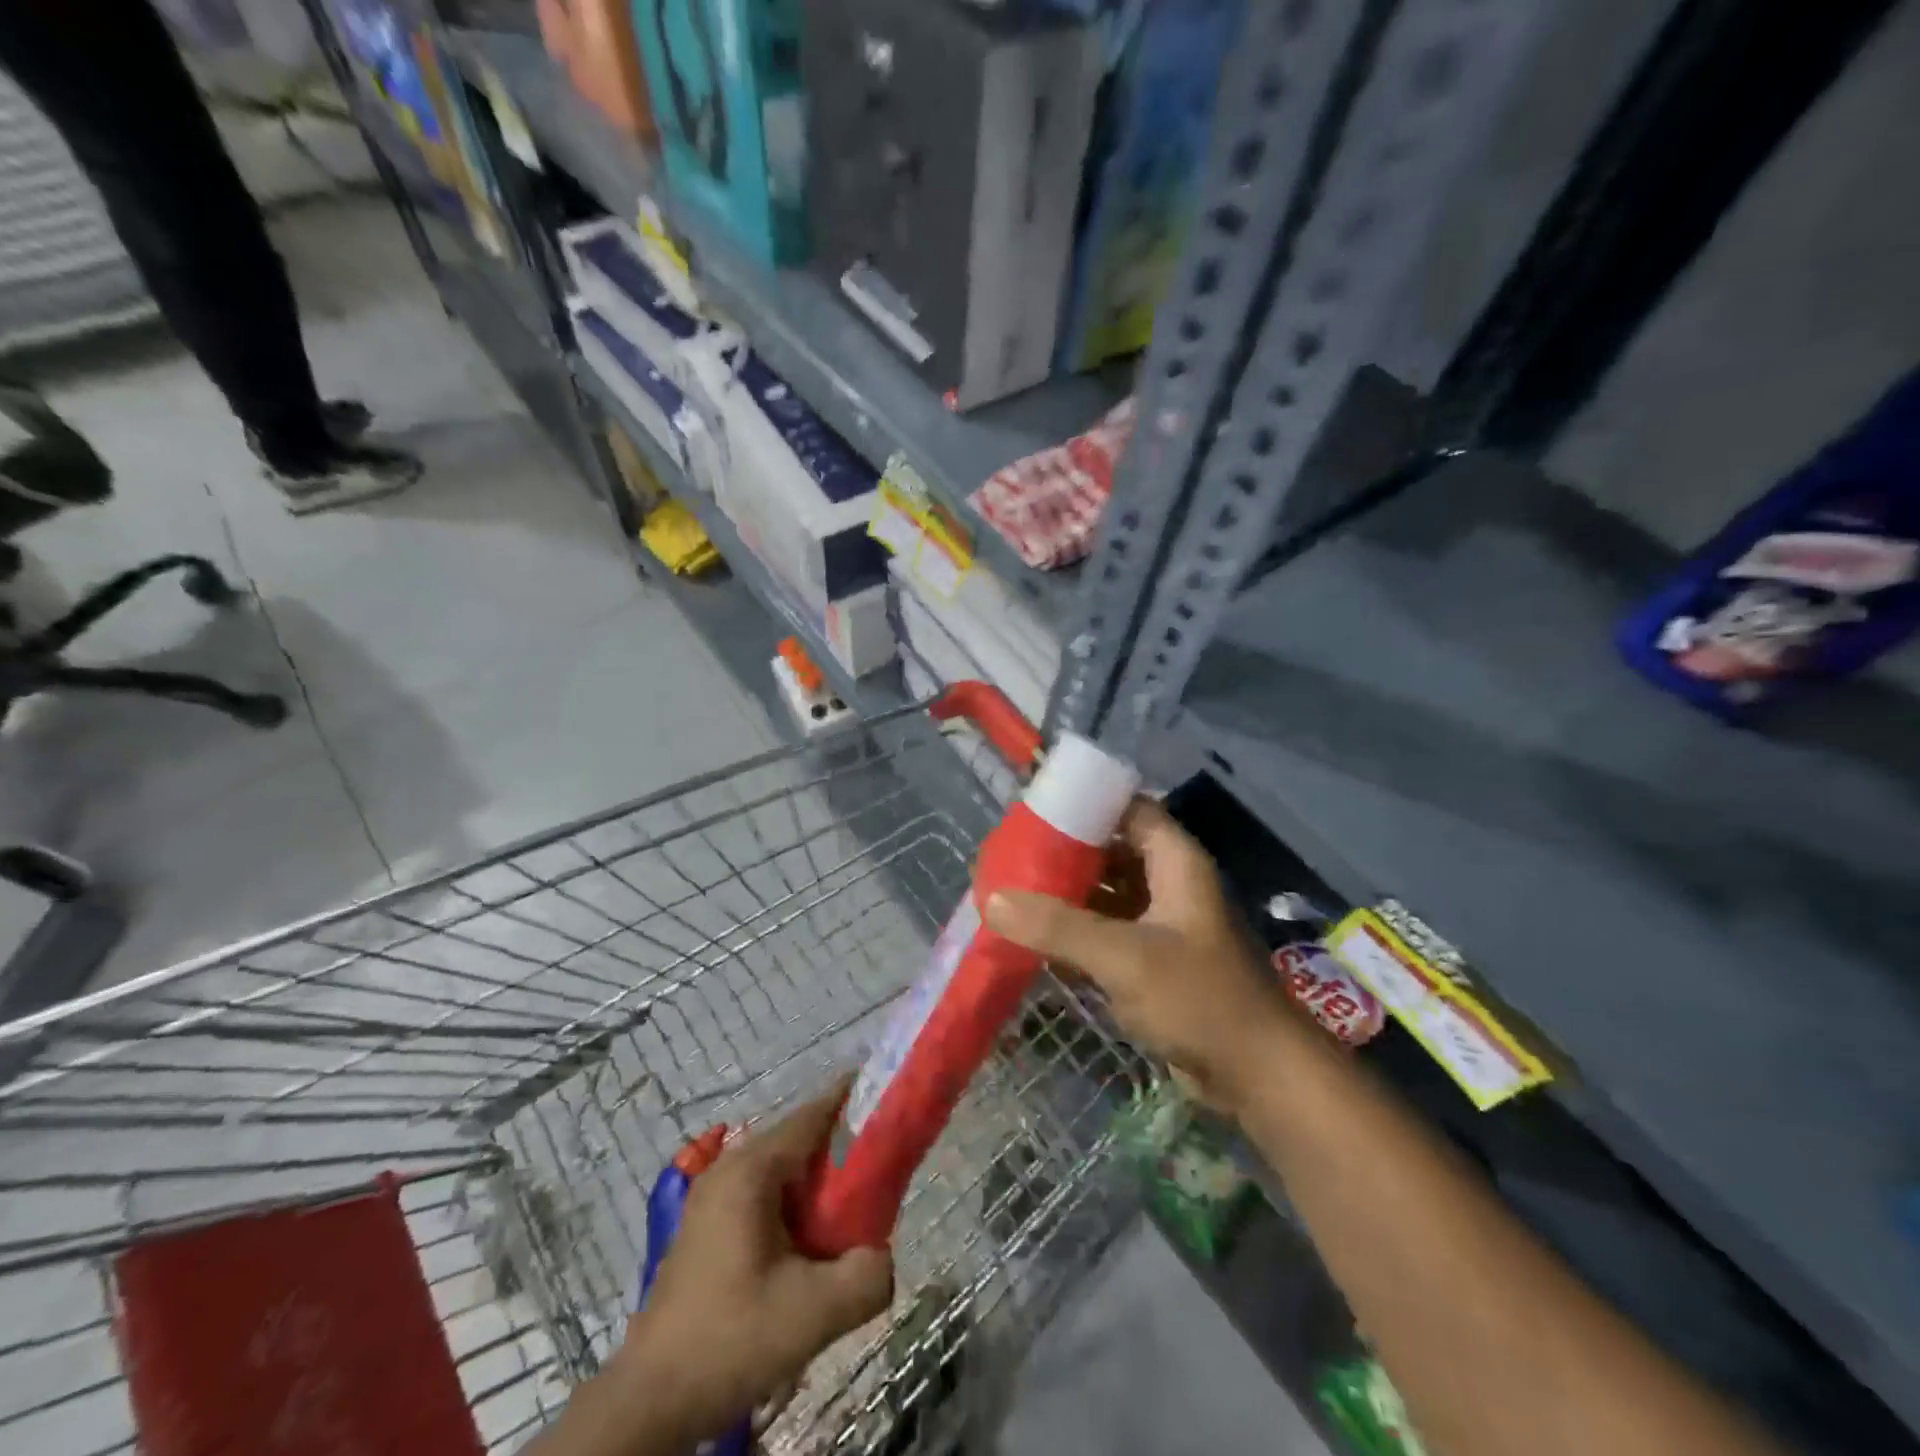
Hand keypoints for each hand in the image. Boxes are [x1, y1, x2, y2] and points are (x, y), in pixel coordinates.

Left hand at [616, 1087, 893, 1447]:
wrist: (650, 1401)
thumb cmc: (730, 1340)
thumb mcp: (814, 1313)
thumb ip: (867, 1276)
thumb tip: (882, 1255)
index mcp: (751, 1170)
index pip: (812, 1115)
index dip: (853, 1102)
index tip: (888, 1099)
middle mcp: (728, 1169)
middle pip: (798, 1139)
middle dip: (842, 1149)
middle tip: (882, 1170)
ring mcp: (712, 1196)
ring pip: (781, 1169)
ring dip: (818, 1182)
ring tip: (852, 1210)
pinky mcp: (707, 1225)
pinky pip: (764, 1193)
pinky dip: (795, 1203)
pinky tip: (812, 1241)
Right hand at [985, 798, 1297, 1111]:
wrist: (1258, 1077)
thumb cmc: (1199, 999)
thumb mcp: (1124, 957)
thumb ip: (1057, 926)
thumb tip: (992, 898)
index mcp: (1174, 862)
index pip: (1128, 808)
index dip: (1085, 802)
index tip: (1034, 807)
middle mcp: (1168, 884)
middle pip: (1111, 851)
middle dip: (1064, 852)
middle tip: (1011, 853)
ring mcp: (1161, 925)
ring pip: (1106, 895)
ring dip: (1065, 894)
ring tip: (1012, 890)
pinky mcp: (1153, 963)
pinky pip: (1106, 933)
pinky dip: (1074, 932)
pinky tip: (1033, 936)